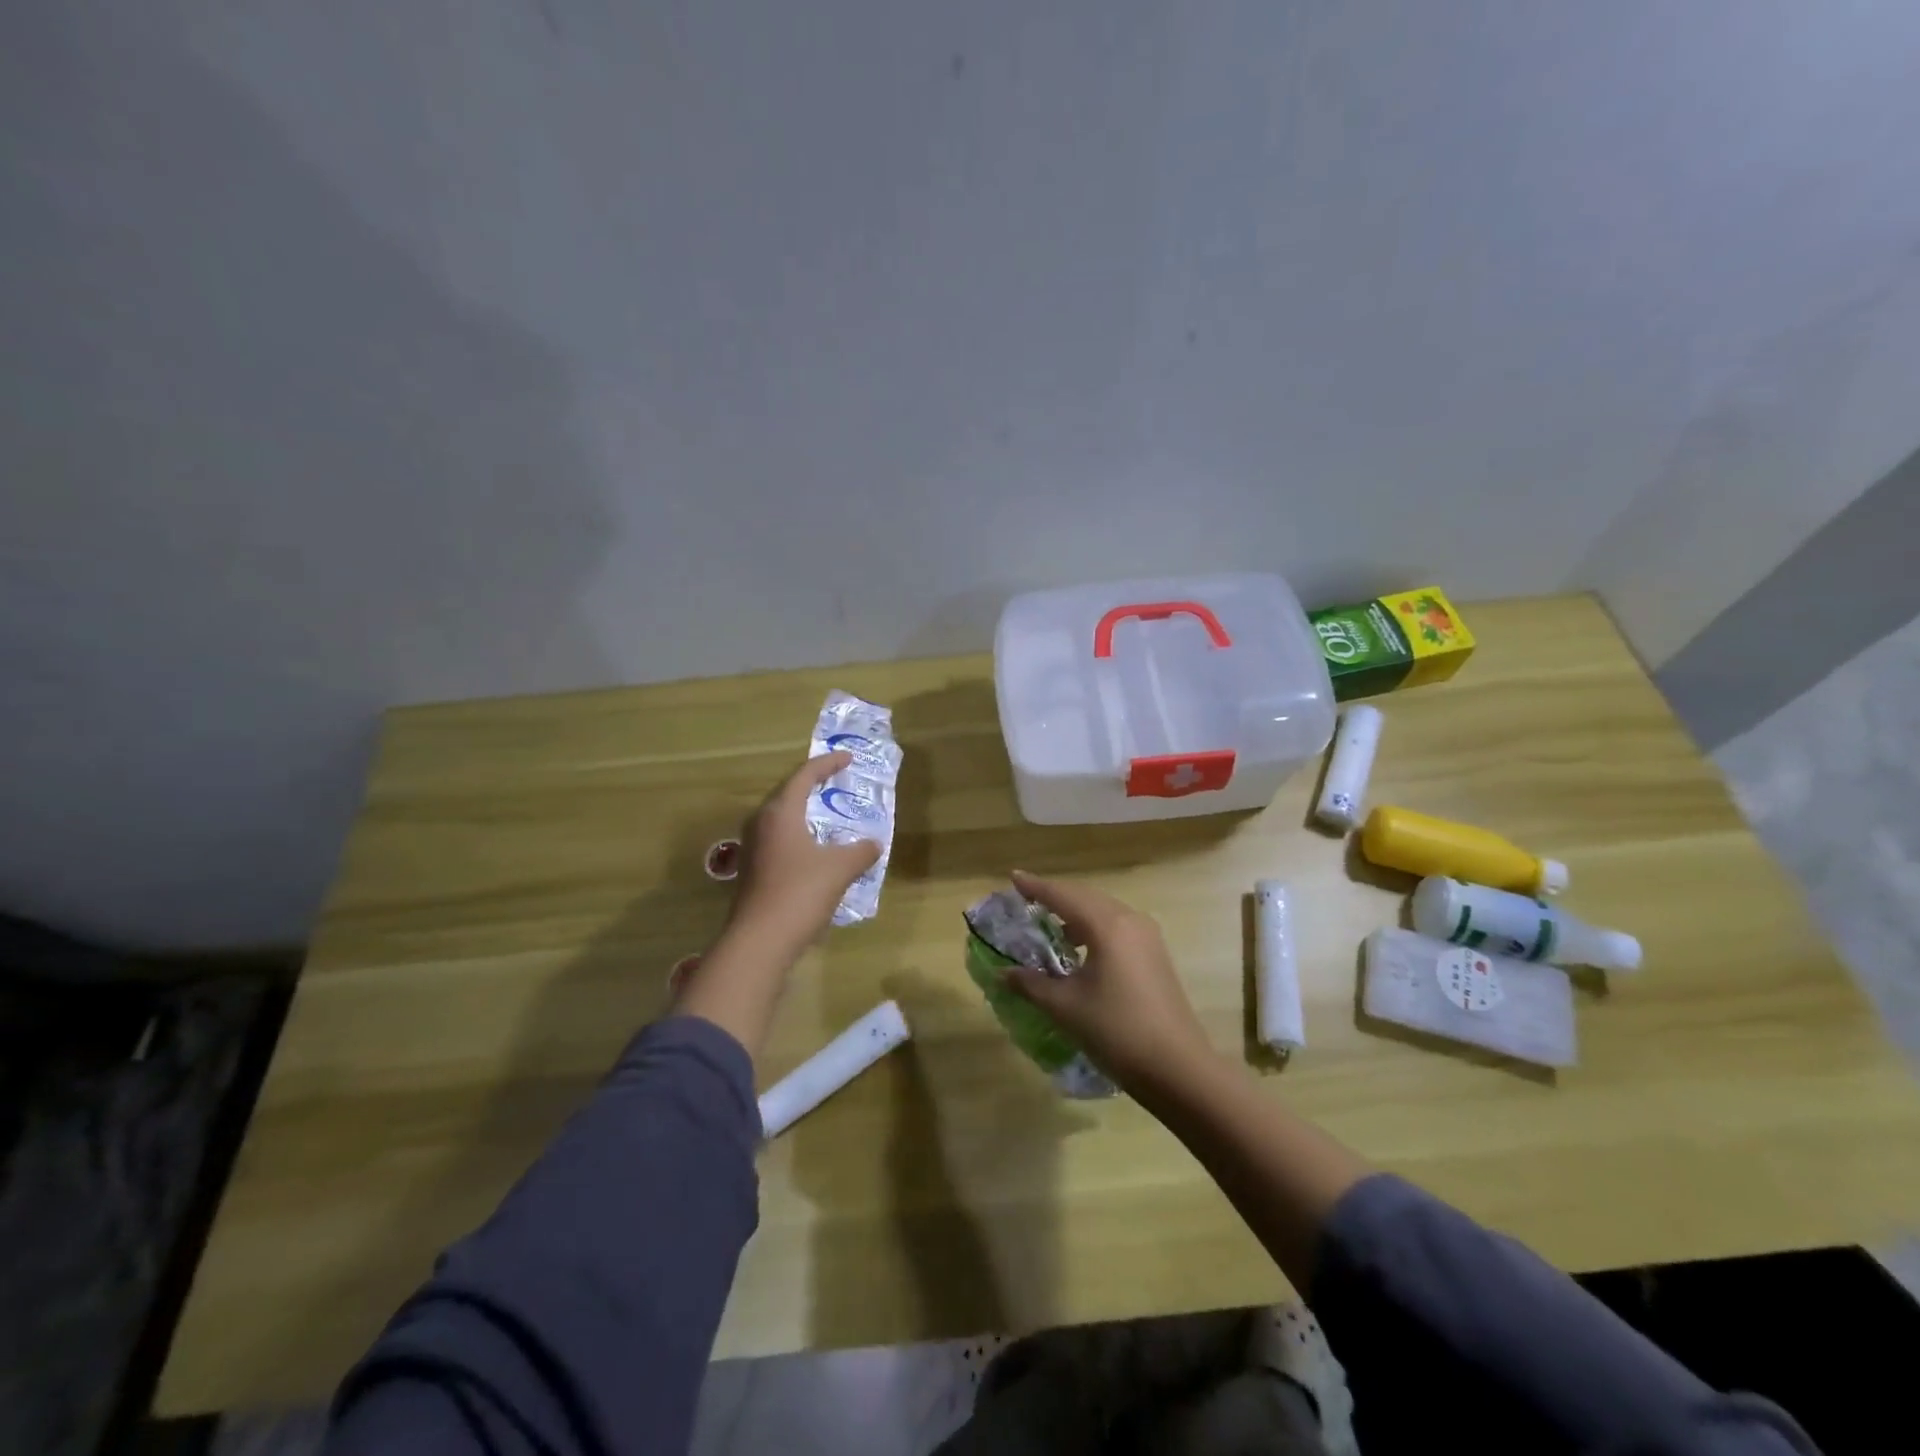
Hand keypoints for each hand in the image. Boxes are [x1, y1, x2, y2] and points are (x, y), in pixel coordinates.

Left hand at [726, 752, 880, 954]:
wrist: (759, 942)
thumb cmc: (800, 893)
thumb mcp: (840, 868)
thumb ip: (861, 851)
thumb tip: (873, 844)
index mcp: (780, 812)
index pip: (804, 775)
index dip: (827, 763)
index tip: (848, 758)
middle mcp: (760, 823)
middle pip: (787, 792)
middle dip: (812, 784)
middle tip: (836, 780)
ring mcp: (752, 847)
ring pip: (780, 817)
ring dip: (803, 811)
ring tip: (826, 813)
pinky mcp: (751, 870)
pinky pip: (777, 839)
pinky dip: (798, 834)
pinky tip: (813, 850)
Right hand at [1002, 870, 1215, 1091]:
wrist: (1177, 1068)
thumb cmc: (1116, 1031)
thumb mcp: (1066, 1007)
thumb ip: (1032, 984)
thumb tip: (1003, 974)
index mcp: (1107, 925)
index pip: (1063, 895)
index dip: (1036, 887)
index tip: (1012, 877)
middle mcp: (1129, 920)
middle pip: (1085, 897)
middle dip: (1055, 896)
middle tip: (1027, 899)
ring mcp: (1147, 936)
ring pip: (1103, 910)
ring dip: (1075, 913)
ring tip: (1050, 927)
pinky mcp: (1155, 954)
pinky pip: (1117, 926)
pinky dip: (1093, 928)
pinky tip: (1079, 949)